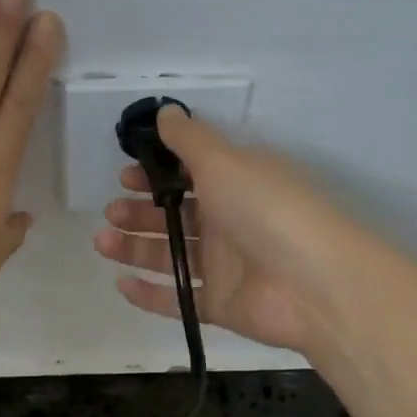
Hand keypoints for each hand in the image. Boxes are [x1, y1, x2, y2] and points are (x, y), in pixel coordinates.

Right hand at [93, 107, 372, 356]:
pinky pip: (179, 298)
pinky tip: (121, 283)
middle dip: (140, 211)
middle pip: (176, 215)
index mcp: (237, 183)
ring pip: (172, 255)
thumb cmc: (265, 209)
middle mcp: (231, 221)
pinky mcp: (222, 305)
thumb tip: (165, 111)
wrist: (313, 283)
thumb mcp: (224, 161)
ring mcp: (227, 266)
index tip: (125, 175)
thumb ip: (189, 139)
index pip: (190, 175)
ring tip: (103, 241)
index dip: (156, 174)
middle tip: (111, 211)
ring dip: (135, 247)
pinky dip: (150, 293)